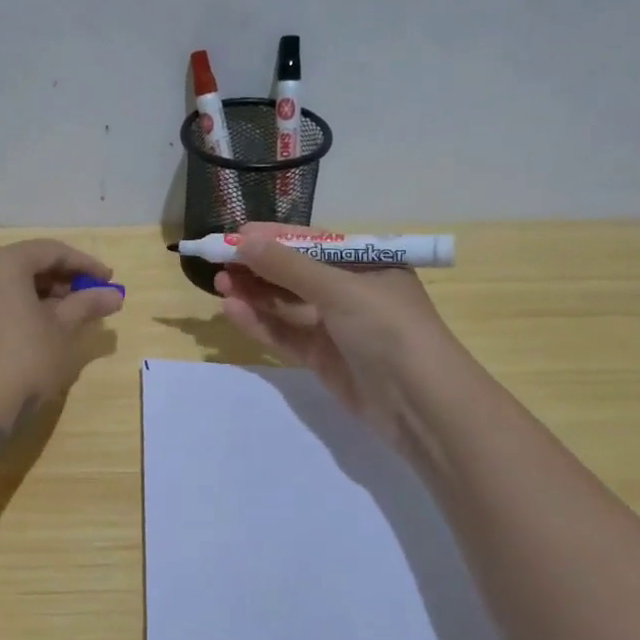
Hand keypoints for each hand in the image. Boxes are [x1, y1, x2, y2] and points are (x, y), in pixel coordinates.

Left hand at [0, 238, 123, 449]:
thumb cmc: (21, 363)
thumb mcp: (61, 332)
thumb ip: (87, 305)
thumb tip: (114, 294)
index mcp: (1, 263)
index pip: (50, 250)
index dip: (84, 264)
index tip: (110, 281)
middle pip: (26, 263)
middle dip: (62, 279)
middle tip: (91, 299)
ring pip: (8, 283)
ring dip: (42, 295)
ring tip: (71, 317)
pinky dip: (20, 307)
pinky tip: (41, 329)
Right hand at [216, 224, 445, 447]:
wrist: (421, 405)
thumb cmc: (388, 329)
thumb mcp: (339, 289)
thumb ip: (288, 266)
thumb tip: (243, 240)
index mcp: (366, 264)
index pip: (312, 242)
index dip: (273, 237)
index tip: (233, 234)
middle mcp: (351, 291)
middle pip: (295, 272)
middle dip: (258, 265)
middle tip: (219, 260)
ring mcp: (336, 326)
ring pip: (286, 303)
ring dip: (254, 292)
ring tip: (219, 283)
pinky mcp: (323, 358)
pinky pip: (285, 333)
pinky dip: (260, 322)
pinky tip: (232, 310)